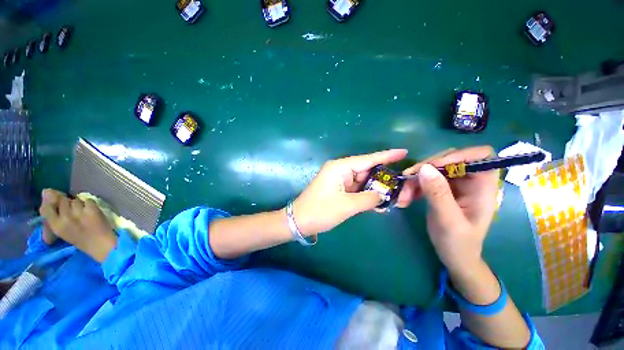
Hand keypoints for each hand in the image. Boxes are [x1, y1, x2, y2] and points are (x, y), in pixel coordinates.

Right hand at [39, 189, 116, 261]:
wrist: (100, 243)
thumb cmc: (79, 238)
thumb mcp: (60, 229)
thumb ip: (52, 214)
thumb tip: (46, 192)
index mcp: (56, 225)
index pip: (46, 207)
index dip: (50, 201)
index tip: (53, 201)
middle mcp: (66, 217)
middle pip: (62, 200)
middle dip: (66, 203)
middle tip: (72, 211)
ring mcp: (80, 212)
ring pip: (75, 200)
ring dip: (78, 204)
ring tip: (82, 212)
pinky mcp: (93, 209)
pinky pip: (88, 200)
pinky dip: (89, 204)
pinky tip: (91, 211)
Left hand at [292, 149, 407, 235]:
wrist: (299, 221)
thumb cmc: (320, 211)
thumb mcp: (346, 205)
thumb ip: (368, 199)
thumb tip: (383, 195)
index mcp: (340, 168)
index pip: (367, 159)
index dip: (386, 156)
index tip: (403, 151)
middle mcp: (340, 170)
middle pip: (366, 170)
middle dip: (383, 177)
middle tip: (402, 182)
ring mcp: (339, 180)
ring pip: (362, 180)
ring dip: (375, 187)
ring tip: (395, 193)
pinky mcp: (338, 189)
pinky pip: (356, 188)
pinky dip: (366, 194)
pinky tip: (378, 200)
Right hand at [397, 146, 498, 273]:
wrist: (454, 256)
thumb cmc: (458, 243)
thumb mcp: (448, 220)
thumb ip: (438, 194)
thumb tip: (425, 168)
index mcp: (483, 186)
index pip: (479, 155)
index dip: (458, 155)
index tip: (433, 166)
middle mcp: (470, 180)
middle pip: (448, 159)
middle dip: (426, 169)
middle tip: (407, 180)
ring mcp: (454, 184)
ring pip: (432, 169)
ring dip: (415, 180)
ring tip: (403, 197)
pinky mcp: (441, 189)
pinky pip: (424, 179)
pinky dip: (413, 186)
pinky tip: (406, 198)